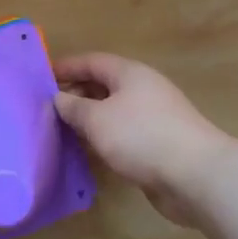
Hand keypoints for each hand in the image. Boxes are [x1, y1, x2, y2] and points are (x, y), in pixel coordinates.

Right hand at [53, 54, 231, 224]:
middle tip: (48, 108)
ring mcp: (153, 118)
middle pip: (103, 85)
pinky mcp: (159, 145)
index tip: (41, 76)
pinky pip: (123, 134)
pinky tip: (88, 152)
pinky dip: (104, 139)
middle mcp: (143, 90)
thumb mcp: (97, 119)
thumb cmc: (141, 137)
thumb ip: (73, 107)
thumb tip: (58, 99)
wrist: (196, 176)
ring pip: (113, 112)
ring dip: (89, 119)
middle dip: (76, 94)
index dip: (66, 67)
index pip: (92, 62)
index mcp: (130, 74)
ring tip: (61, 130)